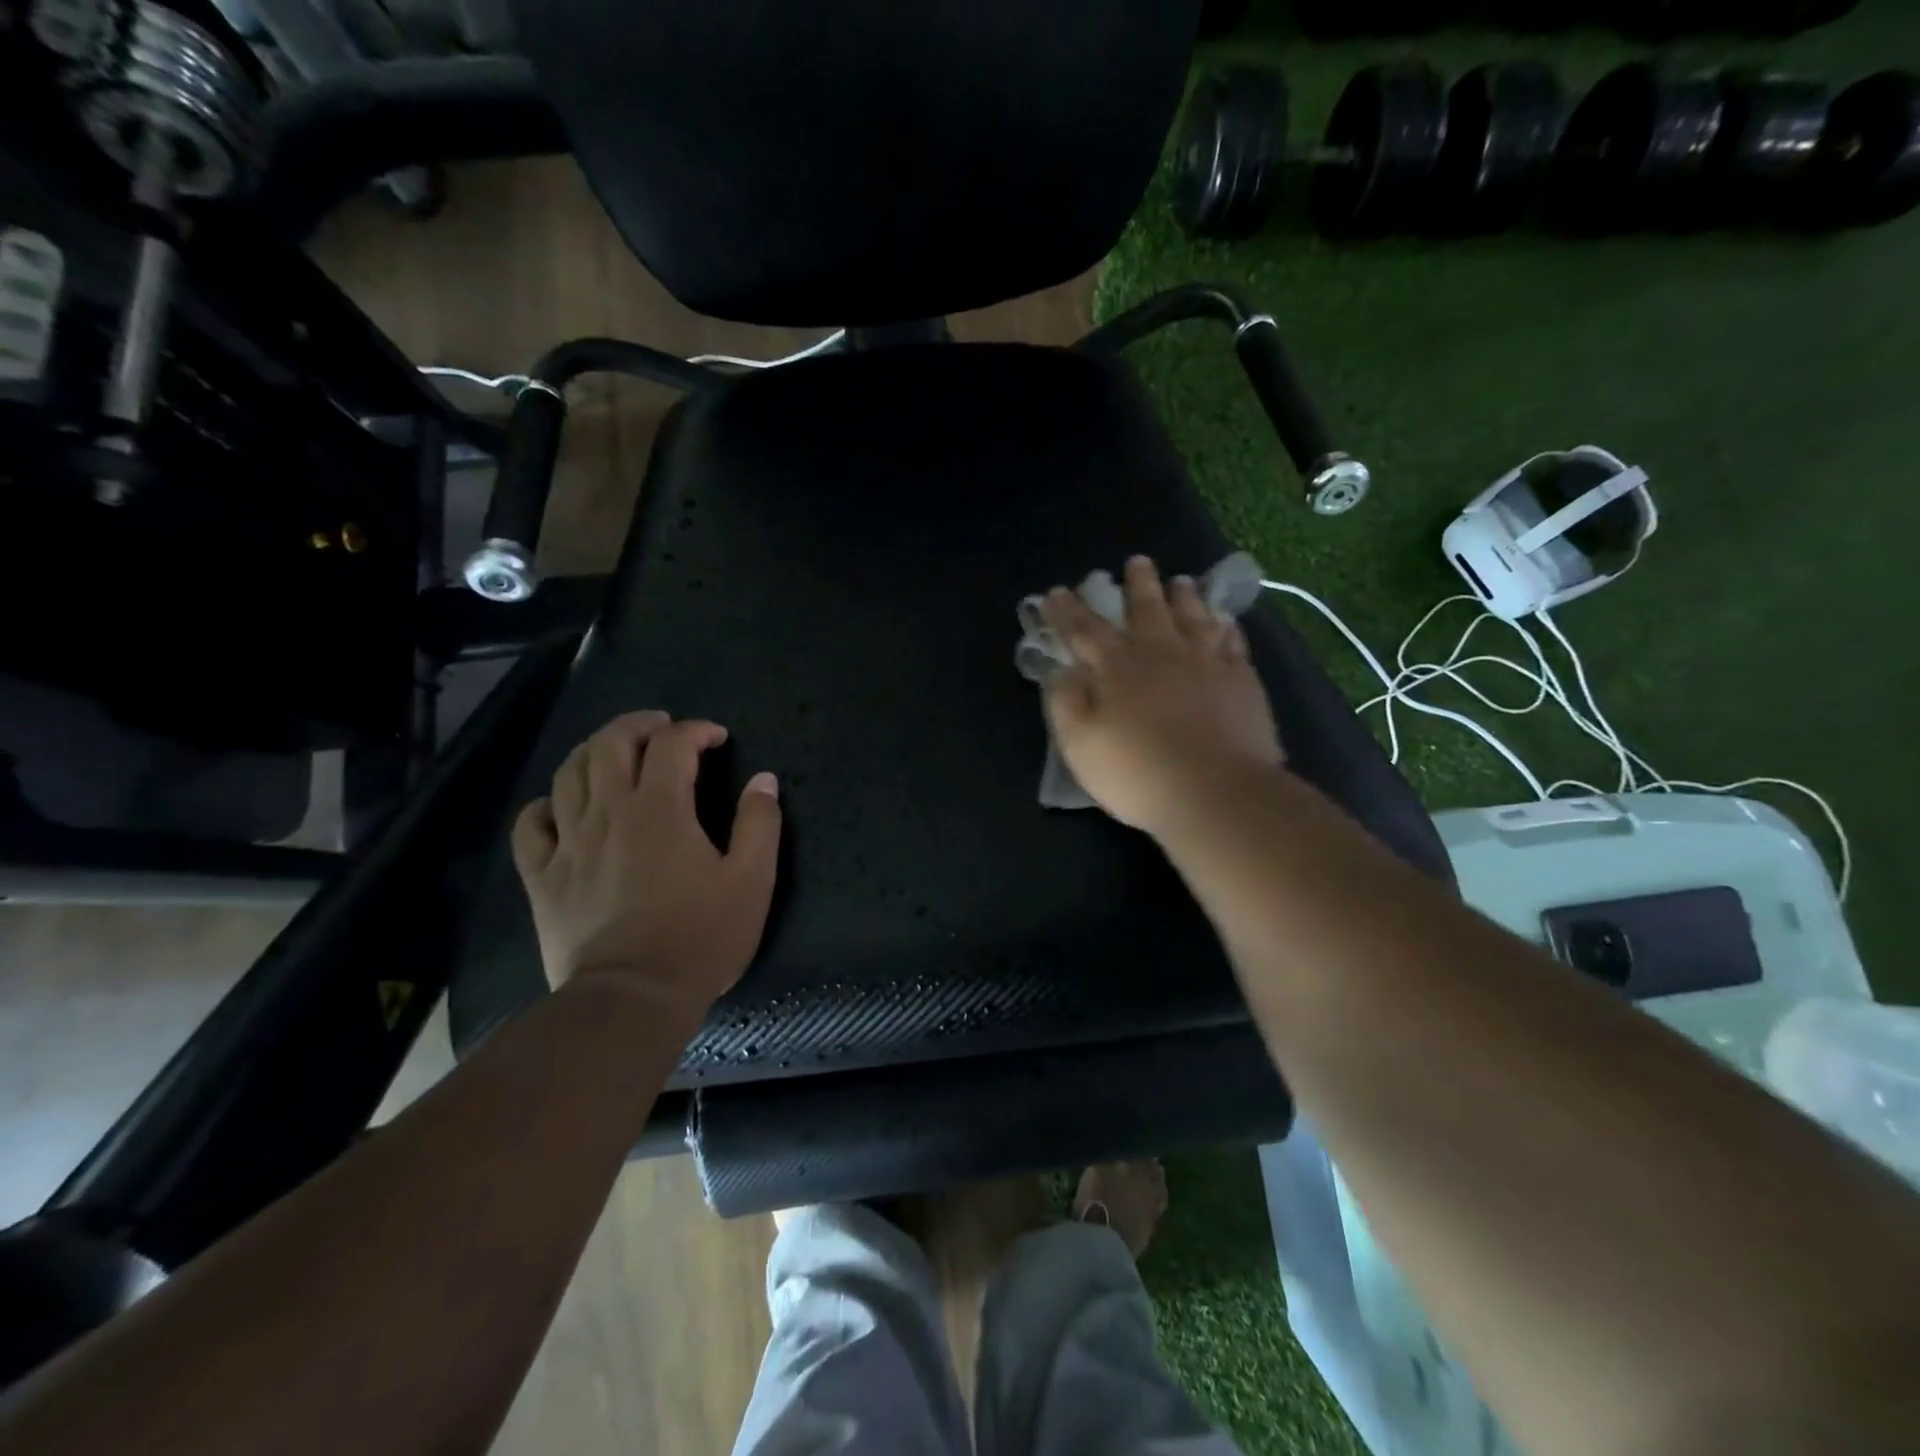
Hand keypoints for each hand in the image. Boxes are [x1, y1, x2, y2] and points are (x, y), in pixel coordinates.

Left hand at [510, 711, 781, 1019]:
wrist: (632, 997)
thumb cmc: (701, 937)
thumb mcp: (752, 880)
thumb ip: (759, 824)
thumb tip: (763, 780)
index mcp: (661, 809)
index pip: (674, 745)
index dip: (697, 731)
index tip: (717, 738)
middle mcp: (609, 812)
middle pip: (610, 744)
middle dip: (638, 724)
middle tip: (661, 726)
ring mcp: (569, 843)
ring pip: (568, 774)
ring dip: (594, 751)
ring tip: (615, 752)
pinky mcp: (543, 877)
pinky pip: (531, 825)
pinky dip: (545, 805)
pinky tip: (562, 806)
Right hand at [1040, 556, 1282, 835]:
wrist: (1216, 793)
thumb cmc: (1137, 773)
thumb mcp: (1080, 745)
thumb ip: (1065, 703)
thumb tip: (1062, 672)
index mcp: (1116, 667)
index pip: (1084, 629)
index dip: (1066, 610)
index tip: (1055, 592)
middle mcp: (1160, 652)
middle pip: (1146, 608)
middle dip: (1138, 584)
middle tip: (1138, 562)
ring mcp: (1205, 662)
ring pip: (1193, 616)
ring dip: (1184, 596)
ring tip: (1181, 581)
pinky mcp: (1240, 679)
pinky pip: (1232, 641)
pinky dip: (1226, 626)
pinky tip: (1225, 621)